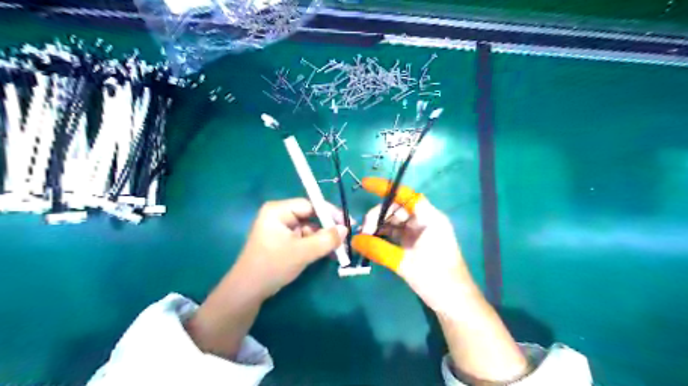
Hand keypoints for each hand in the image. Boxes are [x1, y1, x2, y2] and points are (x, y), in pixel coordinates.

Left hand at [186, 197, 346, 360]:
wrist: (248, 292)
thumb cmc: (272, 266)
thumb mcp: (302, 252)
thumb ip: (326, 239)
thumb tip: (346, 229)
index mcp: (278, 211)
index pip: (309, 205)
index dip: (329, 213)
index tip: (347, 223)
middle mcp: (279, 216)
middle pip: (310, 216)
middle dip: (328, 228)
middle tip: (346, 237)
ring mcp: (281, 229)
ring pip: (309, 229)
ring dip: (324, 239)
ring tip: (340, 249)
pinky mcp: (283, 241)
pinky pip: (304, 238)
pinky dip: (316, 245)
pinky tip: (329, 253)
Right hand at [351, 178, 478, 315]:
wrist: (455, 304)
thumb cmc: (437, 280)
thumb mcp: (405, 264)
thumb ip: (379, 249)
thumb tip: (355, 240)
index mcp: (430, 219)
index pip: (406, 195)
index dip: (386, 188)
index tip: (364, 185)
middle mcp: (426, 221)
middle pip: (397, 208)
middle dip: (378, 216)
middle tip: (363, 231)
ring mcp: (421, 233)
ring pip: (395, 221)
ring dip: (379, 226)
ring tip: (364, 237)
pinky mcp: (416, 244)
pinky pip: (397, 233)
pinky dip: (384, 236)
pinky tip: (372, 241)